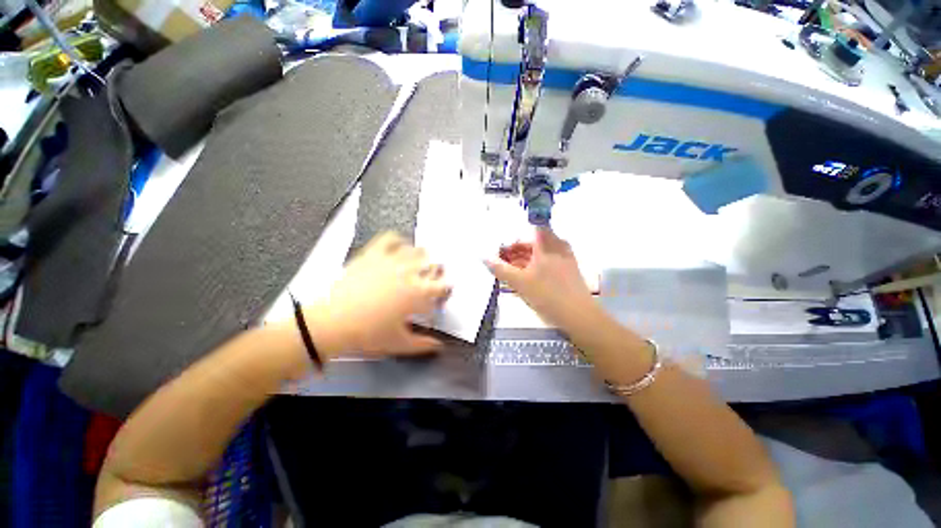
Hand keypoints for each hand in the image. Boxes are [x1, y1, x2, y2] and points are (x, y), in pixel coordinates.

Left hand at [304, 232, 450, 358]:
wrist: (330, 323)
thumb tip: (438, 345)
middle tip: (431, 279)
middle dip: (436, 272)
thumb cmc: (367, 334)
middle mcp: (408, 273)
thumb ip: (423, 344)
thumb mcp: (398, 343)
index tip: (442, 294)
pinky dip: (398, 240)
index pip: (442, 286)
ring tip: (420, 262)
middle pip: (432, 264)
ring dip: (422, 257)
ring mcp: (390, 261)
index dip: (445, 289)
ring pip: (416, 250)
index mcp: (417, 294)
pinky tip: (400, 246)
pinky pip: (390, 238)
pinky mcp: (373, 255)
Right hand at [485, 228, 596, 330]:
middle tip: (501, 262)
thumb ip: (500, 269)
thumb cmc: (547, 295)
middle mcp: (558, 246)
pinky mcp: (567, 270)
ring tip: (509, 272)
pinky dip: (533, 266)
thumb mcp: (519, 282)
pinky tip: (524, 279)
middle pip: (533, 242)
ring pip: (539, 253)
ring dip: (523, 260)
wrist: (579, 317)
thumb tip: (484, 257)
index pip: (529, 228)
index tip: (502, 249)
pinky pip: (547, 262)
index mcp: (547, 243)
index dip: (514, 237)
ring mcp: (564, 258)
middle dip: (515, 251)